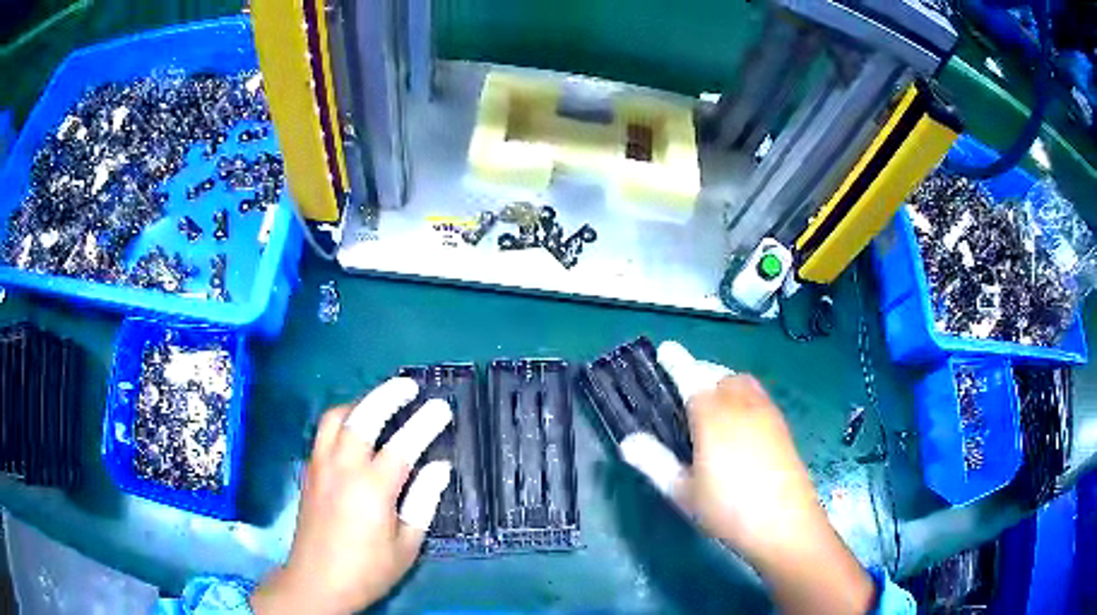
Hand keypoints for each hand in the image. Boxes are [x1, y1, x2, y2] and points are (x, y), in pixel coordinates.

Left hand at [251, 378, 453, 614]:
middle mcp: (343, 468)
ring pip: (335, 417)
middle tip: (408, 387)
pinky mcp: (308, 472)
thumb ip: (423, 503)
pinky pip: (323, 432)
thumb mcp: (406, 546)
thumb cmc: (368, 570)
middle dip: (387, 395)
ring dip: (359, 404)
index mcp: (372, 488)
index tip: (441, 407)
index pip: (404, 444)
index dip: (425, 422)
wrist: (317, 581)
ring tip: (378, 405)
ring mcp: (321, 466)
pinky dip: (341, 421)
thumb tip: (441, 467)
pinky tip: (353, 432)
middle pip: (363, 416)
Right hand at [647, 342, 874, 614]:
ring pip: (741, 381)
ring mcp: (766, 414)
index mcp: (713, 419)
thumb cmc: (728, 510)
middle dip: (699, 372)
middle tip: (683, 387)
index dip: (677, 362)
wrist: (785, 524)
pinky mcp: (781, 426)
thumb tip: (627, 441)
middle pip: (718, 375)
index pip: (691, 379)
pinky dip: (741, 392)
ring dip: (722, 380)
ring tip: (709, 401)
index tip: (665, 348)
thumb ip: (654, 463)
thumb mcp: (683, 493)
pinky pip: (757, 394)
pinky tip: (738, 419)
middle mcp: (742, 406)